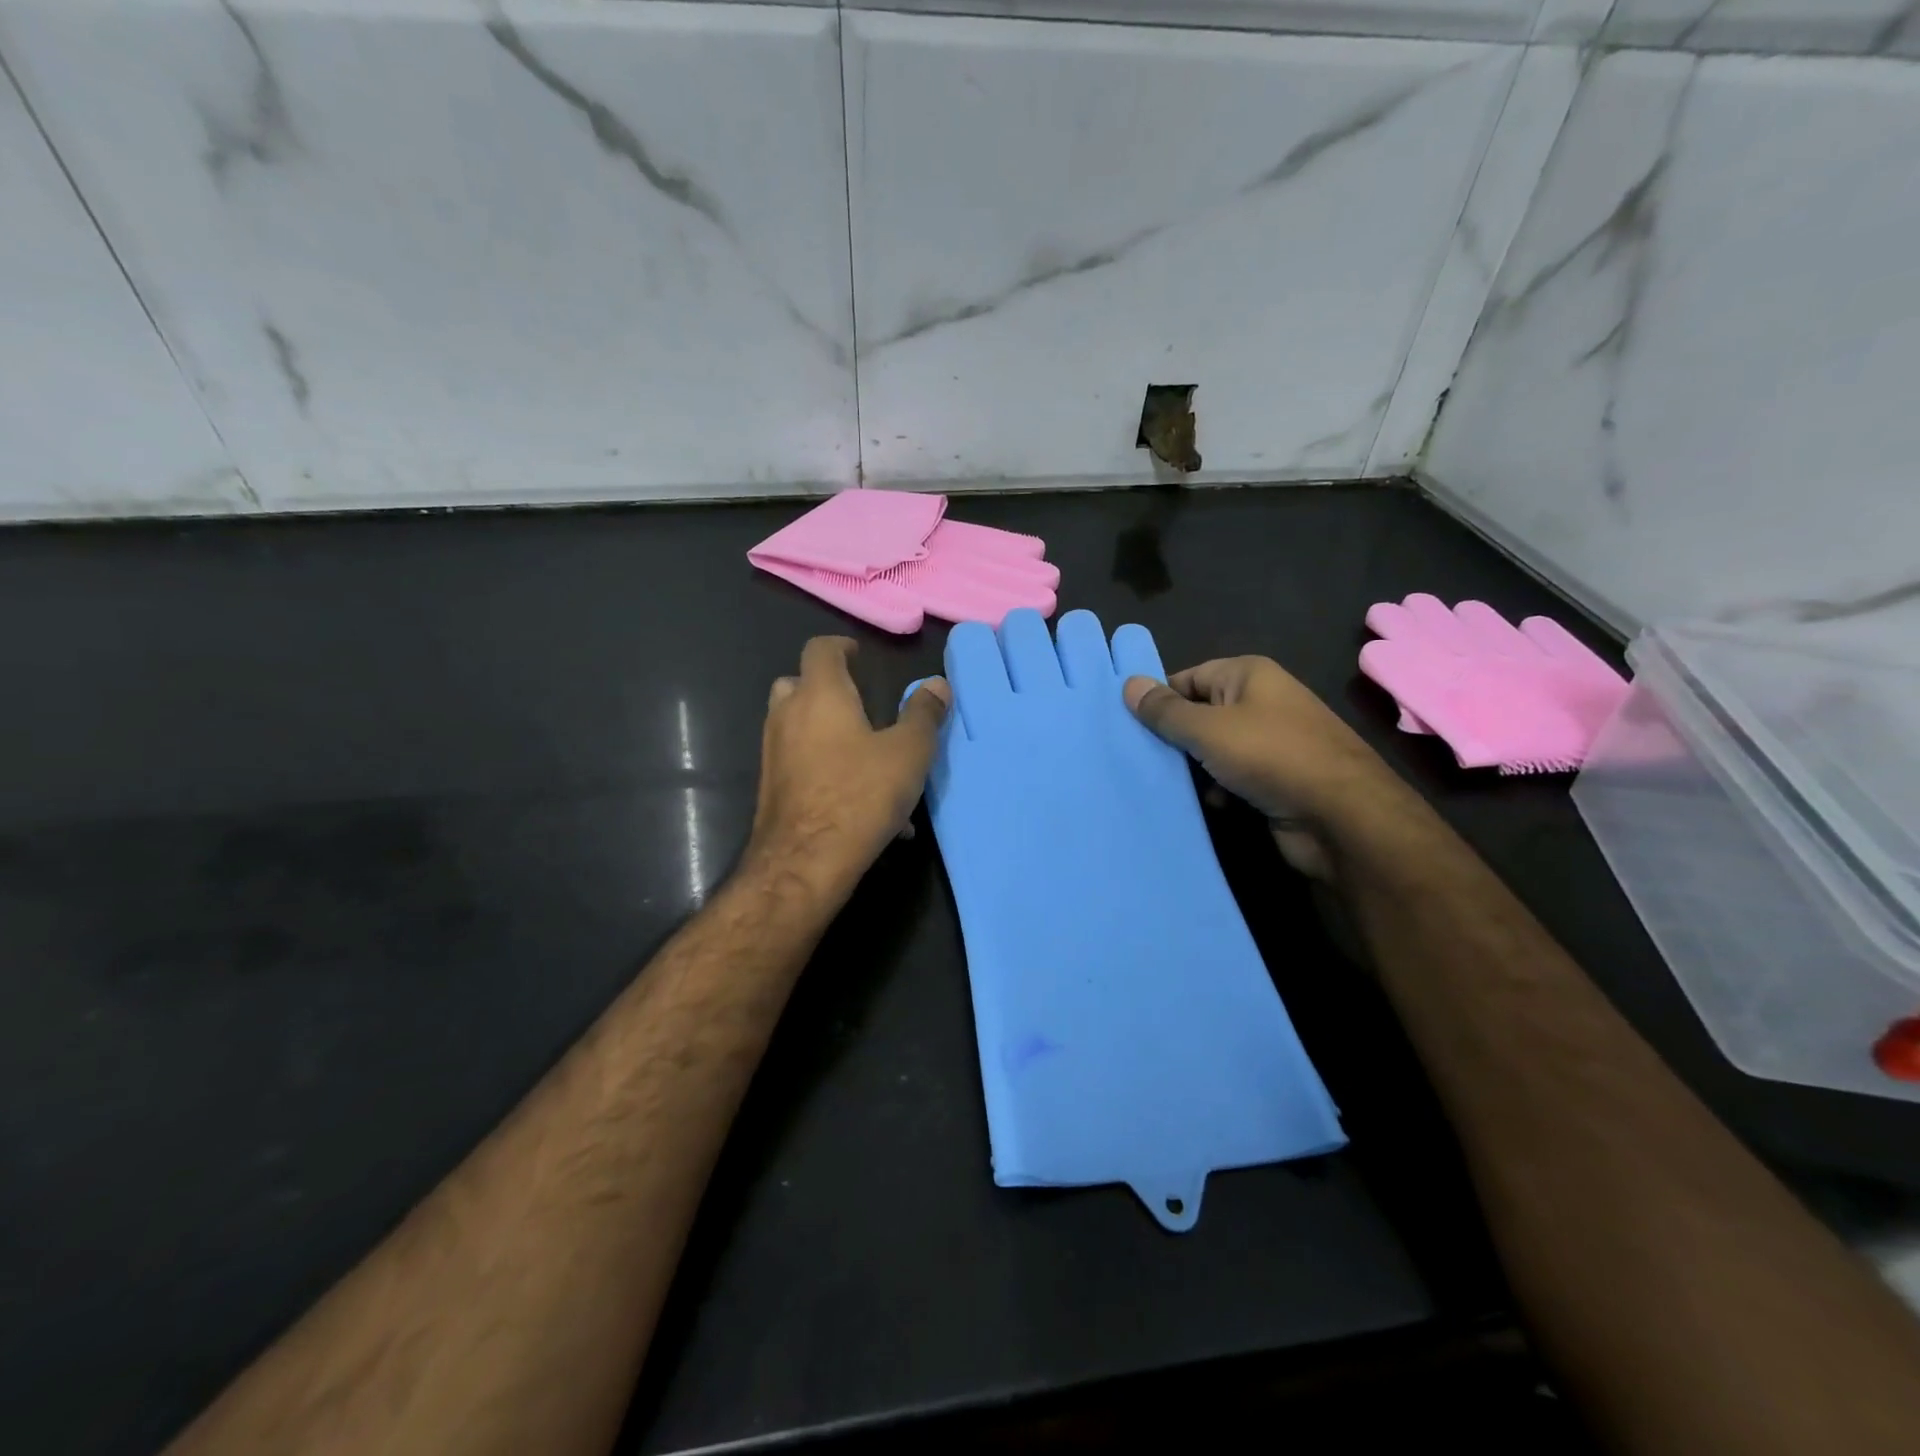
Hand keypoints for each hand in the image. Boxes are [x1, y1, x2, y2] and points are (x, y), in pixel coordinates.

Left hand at [746, 637, 949, 901]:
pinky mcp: (772, 787)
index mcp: (820, 695)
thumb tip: (937, 684)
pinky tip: (861, 803)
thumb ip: (923, 714)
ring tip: (866, 757)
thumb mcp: (908, 753)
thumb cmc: (860, 795)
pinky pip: (800, 764)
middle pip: (797, 684)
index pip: (820, 650)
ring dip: (825, 730)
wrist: (805, 861)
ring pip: (796, 726)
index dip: (840, 646)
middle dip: (826, 688)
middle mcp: (788, 716)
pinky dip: (824, 767)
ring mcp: (774, 753)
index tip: (858, 654)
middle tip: (858, 703)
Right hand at [1122, 657, 1409, 879]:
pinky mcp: (1275, 779)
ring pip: (1213, 749)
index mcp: (1248, 675)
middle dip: (1172, 737)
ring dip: (1192, 768)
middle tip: (1135, 757)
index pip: (1188, 677)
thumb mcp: (1208, 729)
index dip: (1159, 699)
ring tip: (1162, 783)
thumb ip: (1165, 711)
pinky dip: (1217, 789)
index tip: (1126, 726)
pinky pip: (1232, 776)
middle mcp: (1261, 702)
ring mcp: (1271, 742)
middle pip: (1200, 713)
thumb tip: (1128, 683)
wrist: (1342, 817)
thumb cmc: (1271, 757)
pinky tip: (1206, 803)